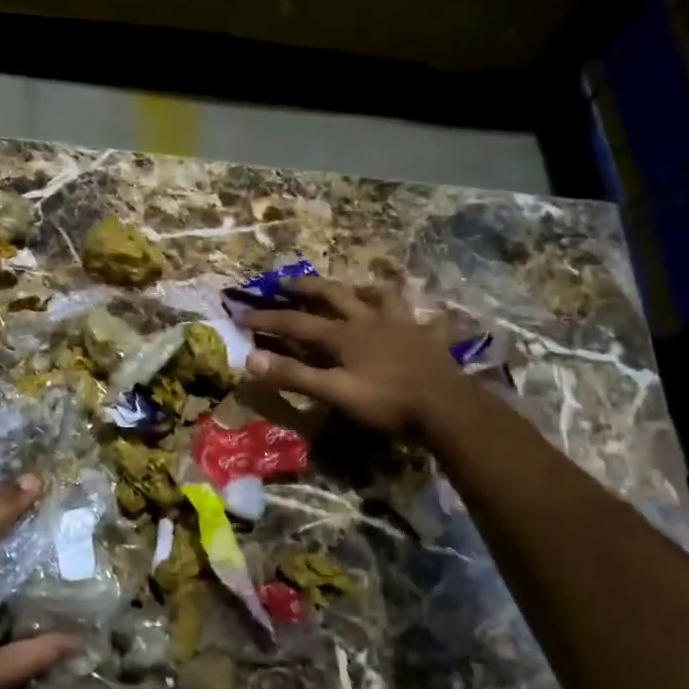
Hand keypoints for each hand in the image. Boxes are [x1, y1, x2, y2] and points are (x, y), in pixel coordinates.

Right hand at [239, 277, 476, 444]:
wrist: (446, 408)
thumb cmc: (386, 402)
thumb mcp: (334, 392)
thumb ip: (293, 376)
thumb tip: (250, 360)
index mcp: (343, 335)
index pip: (296, 323)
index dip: (268, 318)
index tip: (242, 314)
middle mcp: (369, 321)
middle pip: (334, 295)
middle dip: (307, 287)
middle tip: (286, 281)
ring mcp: (402, 326)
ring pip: (381, 297)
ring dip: (364, 289)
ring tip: (355, 287)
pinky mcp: (429, 339)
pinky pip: (427, 320)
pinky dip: (422, 315)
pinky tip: (423, 316)